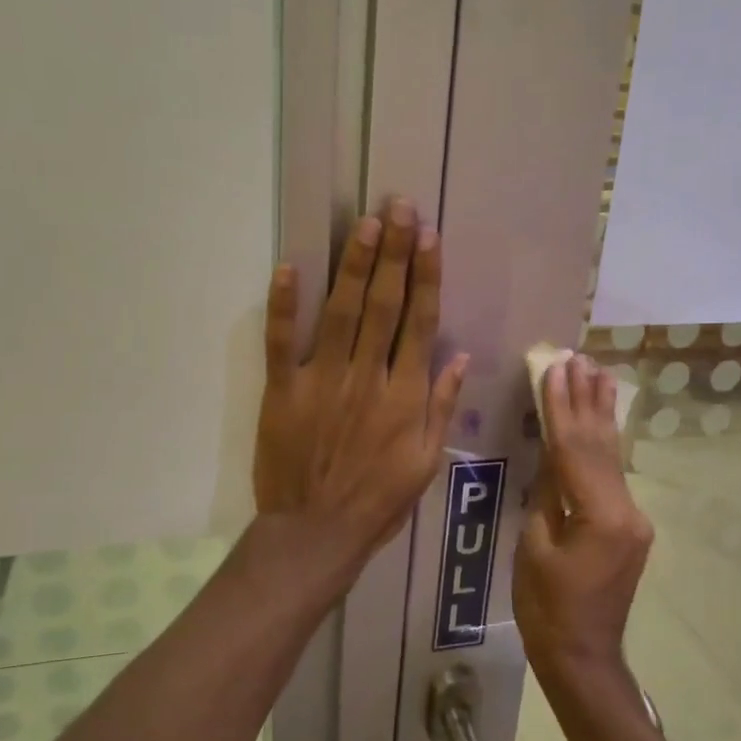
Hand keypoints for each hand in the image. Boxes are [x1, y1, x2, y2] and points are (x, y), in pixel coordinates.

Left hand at [253, 199, 469, 559]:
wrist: (316, 532)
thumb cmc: (378, 500)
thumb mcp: (426, 462)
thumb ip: (441, 406)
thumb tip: (458, 355)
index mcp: (405, 395)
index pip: (419, 322)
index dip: (426, 276)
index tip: (429, 237)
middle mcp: (367, 376)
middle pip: (384, 305)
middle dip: (394, 253)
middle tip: (398, 207)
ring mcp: (322, 380)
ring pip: (342, 312)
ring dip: (354, 265)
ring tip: (365, 224)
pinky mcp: (283, 390)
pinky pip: (281, 341)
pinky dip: (284, 304)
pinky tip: (290, 267)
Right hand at [514, 355, 653, 683]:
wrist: (582, 657)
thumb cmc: (546, 609)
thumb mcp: (535, 547)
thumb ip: (547, 495)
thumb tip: (551, 455)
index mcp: (601, 516)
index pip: (575, 449)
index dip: (561, 406)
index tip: (555, 367)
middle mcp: (627, 510)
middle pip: (600, 445)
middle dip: (587, 399)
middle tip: (580, 357)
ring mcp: (633, 518)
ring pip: (611, 457)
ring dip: (602, 414)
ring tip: (599, 373)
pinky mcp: (629, 527)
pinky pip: (611, 476)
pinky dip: (604, 444)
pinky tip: (603, 420)